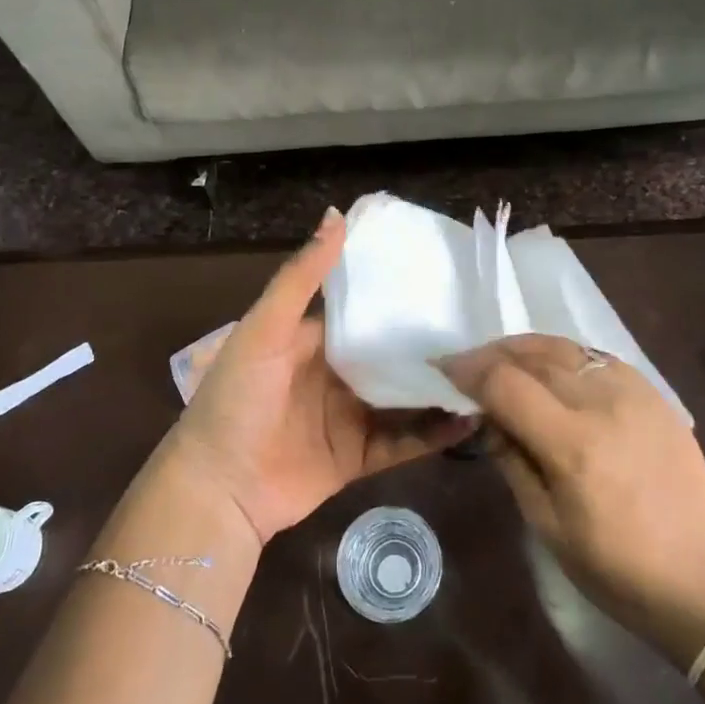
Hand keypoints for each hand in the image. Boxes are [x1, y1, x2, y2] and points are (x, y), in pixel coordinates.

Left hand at [163, 209, 475, 544]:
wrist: (217, 489)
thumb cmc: (236, 398)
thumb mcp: (264, 330)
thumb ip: (301, 278)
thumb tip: (337, 214)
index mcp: (313, 339)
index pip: (363, 309)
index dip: (398, 293)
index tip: (445, 276)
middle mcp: (335, 374)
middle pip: (390, 353)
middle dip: (429, 341)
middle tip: (483, 324)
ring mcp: (348, 416)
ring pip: (403, 397)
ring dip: (438, 387)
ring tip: (487, 371)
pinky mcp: (358, 457)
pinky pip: (403, 441)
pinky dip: (434, 434)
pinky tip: (469, 421)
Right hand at [439, 335, 704, 671]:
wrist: (700, 581)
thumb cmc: (614, 569)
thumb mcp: (546, 524)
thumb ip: (512, 460)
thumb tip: (487, 418)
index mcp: (572, 443)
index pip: (506, 383)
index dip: (468, 371)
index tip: (445, 370)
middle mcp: (603, 404)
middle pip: (534, 355)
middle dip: (493, 354)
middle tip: (469, 364)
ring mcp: (635, 394)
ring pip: (567, 347)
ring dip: (527, 347)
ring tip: (506, 360)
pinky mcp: (656, 396)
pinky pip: (600, 358)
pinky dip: (567, 355)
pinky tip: (556, 369)